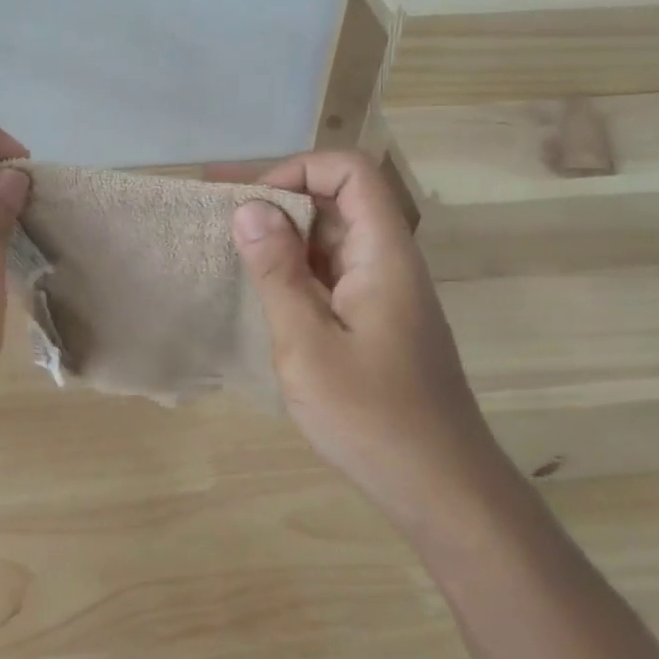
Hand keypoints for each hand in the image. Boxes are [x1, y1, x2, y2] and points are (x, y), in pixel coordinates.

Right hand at [231, 151, 502, 528]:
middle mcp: (389, 261)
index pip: (351, 171)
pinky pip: (333, 273)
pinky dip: (295, 270)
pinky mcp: (376, 320)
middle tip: (219, 214)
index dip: (298, 171)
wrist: (439, 488)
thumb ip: (278, 272)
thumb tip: (249, 208)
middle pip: (339, 199)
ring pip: (333, 237)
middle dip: (279, 198)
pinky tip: (260, 290)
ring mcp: (385, 292)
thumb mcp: (307, 343)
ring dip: (284, 236)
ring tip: (228, 248)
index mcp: (384, 254)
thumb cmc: (371, 416)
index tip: (252, 204)